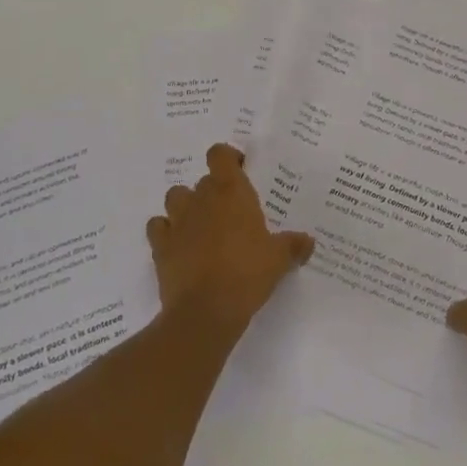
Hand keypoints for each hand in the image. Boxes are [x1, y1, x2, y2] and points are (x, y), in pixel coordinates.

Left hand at [147, 143, 314, 332]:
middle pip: (203, 180)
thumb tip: (308, 242)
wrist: (205, 311)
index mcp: (230, 192)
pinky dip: (166, 231)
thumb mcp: (279, 259)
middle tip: (232, 211)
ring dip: (187, 205)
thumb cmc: (247, 273)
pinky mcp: (160, 246)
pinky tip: (179, 244)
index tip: (241, 171)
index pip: (220, 154)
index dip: (228, 158)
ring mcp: (177, 221)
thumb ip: (293, 245)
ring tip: (202, 224)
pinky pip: (158, 227)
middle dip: (215, 191)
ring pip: (176, 197)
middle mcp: (201, 199)